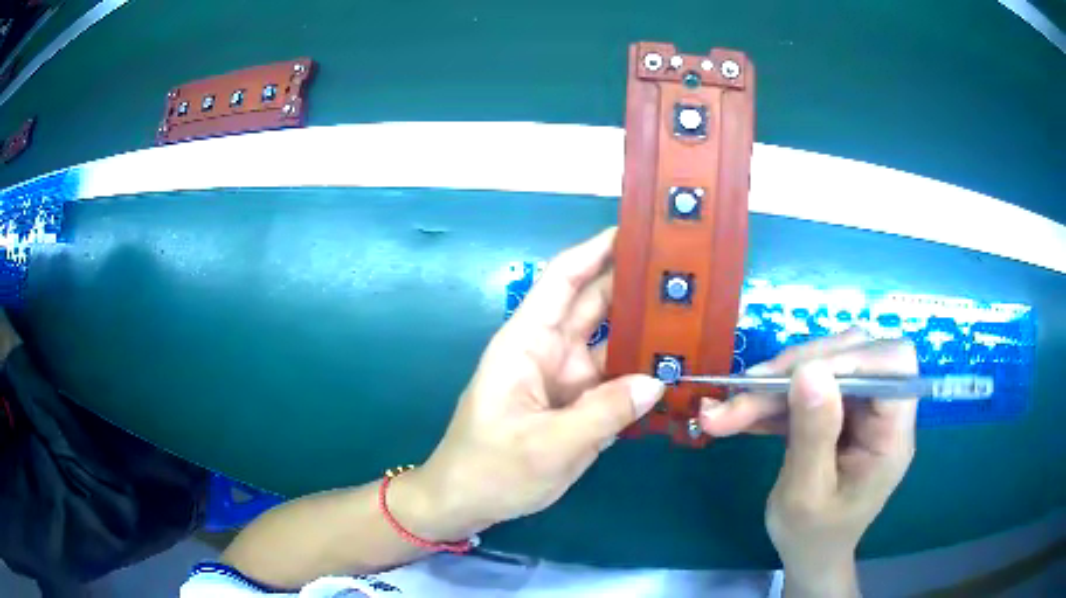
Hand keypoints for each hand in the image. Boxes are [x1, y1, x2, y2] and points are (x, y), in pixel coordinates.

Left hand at [413, 228, 664, 539]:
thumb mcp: (547, 446)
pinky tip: (678, 369)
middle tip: (687, 272)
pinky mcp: (579, 405)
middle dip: (636, 286)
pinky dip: (644, 374)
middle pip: (596, 305)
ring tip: (696, 316)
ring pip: (613, 344)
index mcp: (527, 343)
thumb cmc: (491, 469)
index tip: (638, 230)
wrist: (467, 503)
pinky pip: (617, 381)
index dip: (597, 250)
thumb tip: (658, 380)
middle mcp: (550, 352)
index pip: (563, 280)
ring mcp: (567, 379)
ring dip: (648, 331)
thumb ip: (604, 413)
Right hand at [699, 331, 918, 596]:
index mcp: (892, 435)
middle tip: (748, 388)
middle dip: (800, 366)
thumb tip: (808, 371)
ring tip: (730, 407)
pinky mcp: (835, 411)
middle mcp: (881, 411)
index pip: (895, 365)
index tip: (802, 375)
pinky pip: (805, 387)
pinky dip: (769, 398)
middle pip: (855, 355)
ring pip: (825, 366)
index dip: (853, 358)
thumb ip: (813, 435)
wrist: (809, 554)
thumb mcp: (806, 496)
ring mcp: (859, 410)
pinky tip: (736, 415)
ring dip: (776, 382)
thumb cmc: (812, 536)